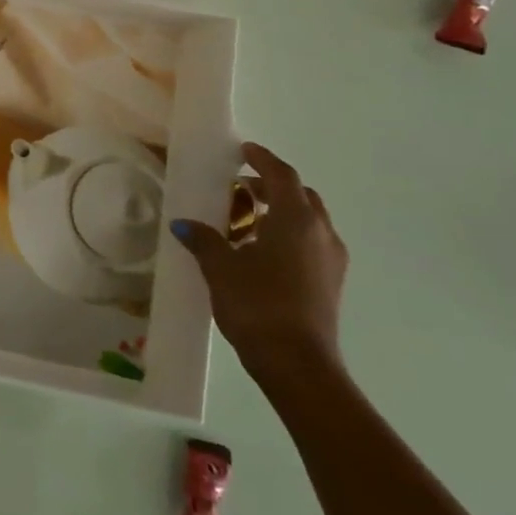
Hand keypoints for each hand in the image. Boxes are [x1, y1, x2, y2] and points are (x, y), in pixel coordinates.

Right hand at [171, 142, 347, 384]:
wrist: (297, 364)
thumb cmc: (258, 304)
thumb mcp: (220, 267)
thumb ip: (204, 239)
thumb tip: (184, 224)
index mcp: (296, 219)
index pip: (282, 175)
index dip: (262, 159)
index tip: (244, 150)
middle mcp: (321, 233)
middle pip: (300, 196)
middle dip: (271, 186)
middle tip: (239, 188)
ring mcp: (331, 260)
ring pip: (308, 221)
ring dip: (279, 213)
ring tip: (245, 222)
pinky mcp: (330, 283)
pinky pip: (310, 243)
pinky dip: (287, 235)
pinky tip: (259, 252)